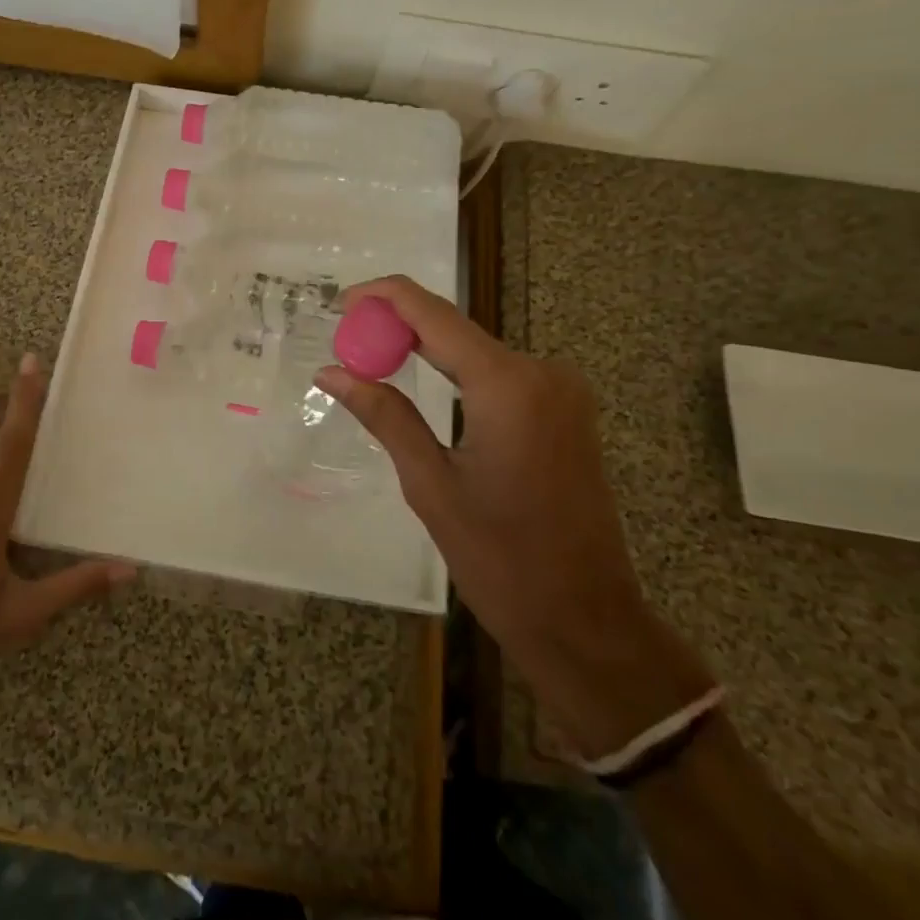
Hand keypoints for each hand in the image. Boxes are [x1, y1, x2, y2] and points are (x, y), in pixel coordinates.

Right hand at [317, 278, 711, 758]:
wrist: (587, 622)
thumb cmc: (502, 560)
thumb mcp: (430, 484)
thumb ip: (384, 415)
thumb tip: (331, 371)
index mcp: (507, 385)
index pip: (433, 314)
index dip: (384, 298)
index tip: (341, 303)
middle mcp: (541, 372)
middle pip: (455, 327)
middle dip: (399, 326)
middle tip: (348, 341)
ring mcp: (561, 391)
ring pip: (477, 349)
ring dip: (426, 349)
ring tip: (373, 362)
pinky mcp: (566, 411)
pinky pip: (500, 374)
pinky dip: (457, 372)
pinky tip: (424, 383)